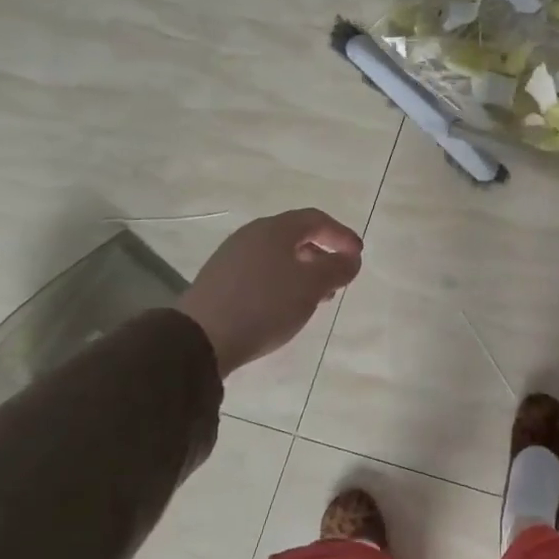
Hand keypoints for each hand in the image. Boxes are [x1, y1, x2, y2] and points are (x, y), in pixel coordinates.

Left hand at [177, 209, 362, 375]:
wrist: (200, 339)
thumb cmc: (265, 305)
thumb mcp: (312, 287)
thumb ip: (337, 268)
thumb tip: (351, 258)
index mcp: (275, 229)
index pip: (316, 219)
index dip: (341, 235)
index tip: (358, 256)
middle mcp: (251, 235)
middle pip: (296, 236)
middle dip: (322, 255)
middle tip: (338, 278)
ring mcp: (231, 257)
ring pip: (278, 256)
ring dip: (303, 271)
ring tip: (315, 297)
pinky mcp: (219, 280)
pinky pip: (260, 271)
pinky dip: (281, 282)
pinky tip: (284, 306)